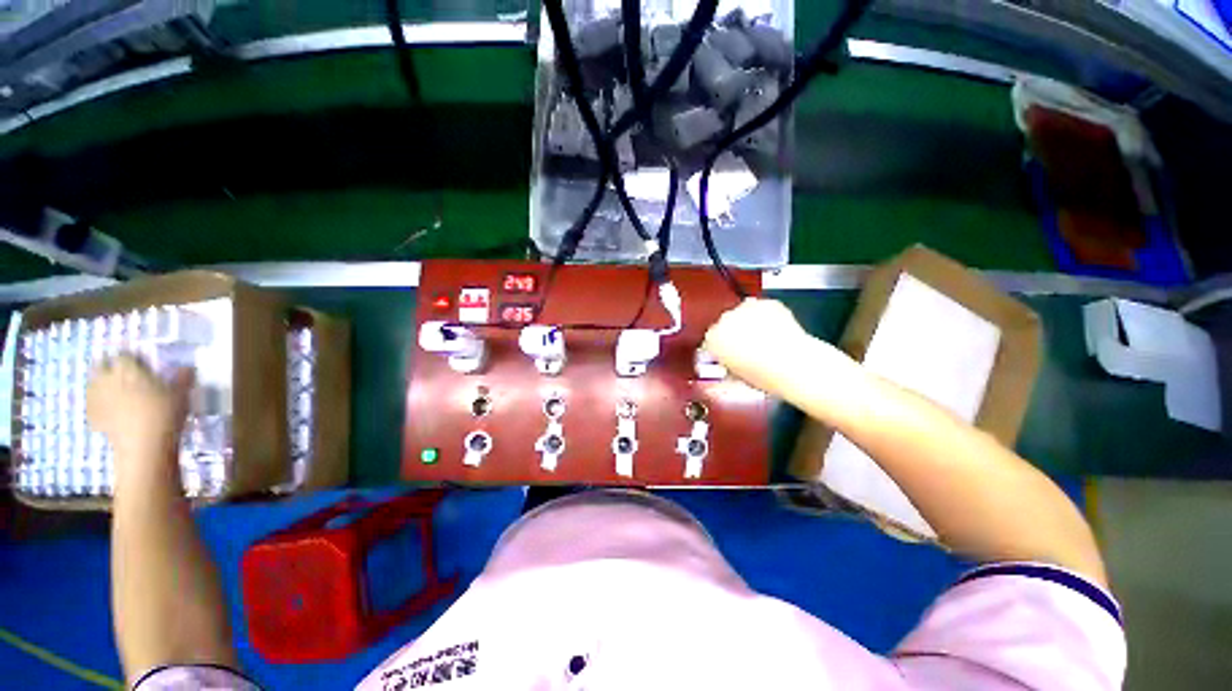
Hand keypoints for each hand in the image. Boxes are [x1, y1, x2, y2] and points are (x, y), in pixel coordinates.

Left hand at [87, 355, 193, 474]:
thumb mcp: (180, 394)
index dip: (131, 358)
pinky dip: (98, 403)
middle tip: (121, 375)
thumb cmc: (164, 414)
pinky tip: (108, 409)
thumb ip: (181, 379)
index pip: (124, 355)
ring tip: (114, 391)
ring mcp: (96, 398)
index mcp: (127, 368)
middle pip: (100, 365)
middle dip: (108, 367)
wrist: (144, 446)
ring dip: (101, 384)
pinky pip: (92, 403)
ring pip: (93, 383)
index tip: (140, 363)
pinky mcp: (92, 416)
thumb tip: (187, 368)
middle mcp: (107, 378)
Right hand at [703, 298, 848, 394]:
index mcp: (712, 338)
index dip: (721, 348)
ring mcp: (746, 308)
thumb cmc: (763, 375)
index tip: (729, 354)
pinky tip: (776, 330)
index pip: (710, 340)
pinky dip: (767, 316)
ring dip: (749, 322)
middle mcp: (724, 319)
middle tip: (748, 348)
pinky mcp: (766, 302)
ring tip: (765, 339)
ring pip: (743, 313)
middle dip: (734, 333)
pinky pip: (763, 308)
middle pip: (725, 324)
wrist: (792, 363)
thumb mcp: (735, 376)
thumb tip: (727, 362)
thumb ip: (725, 364)